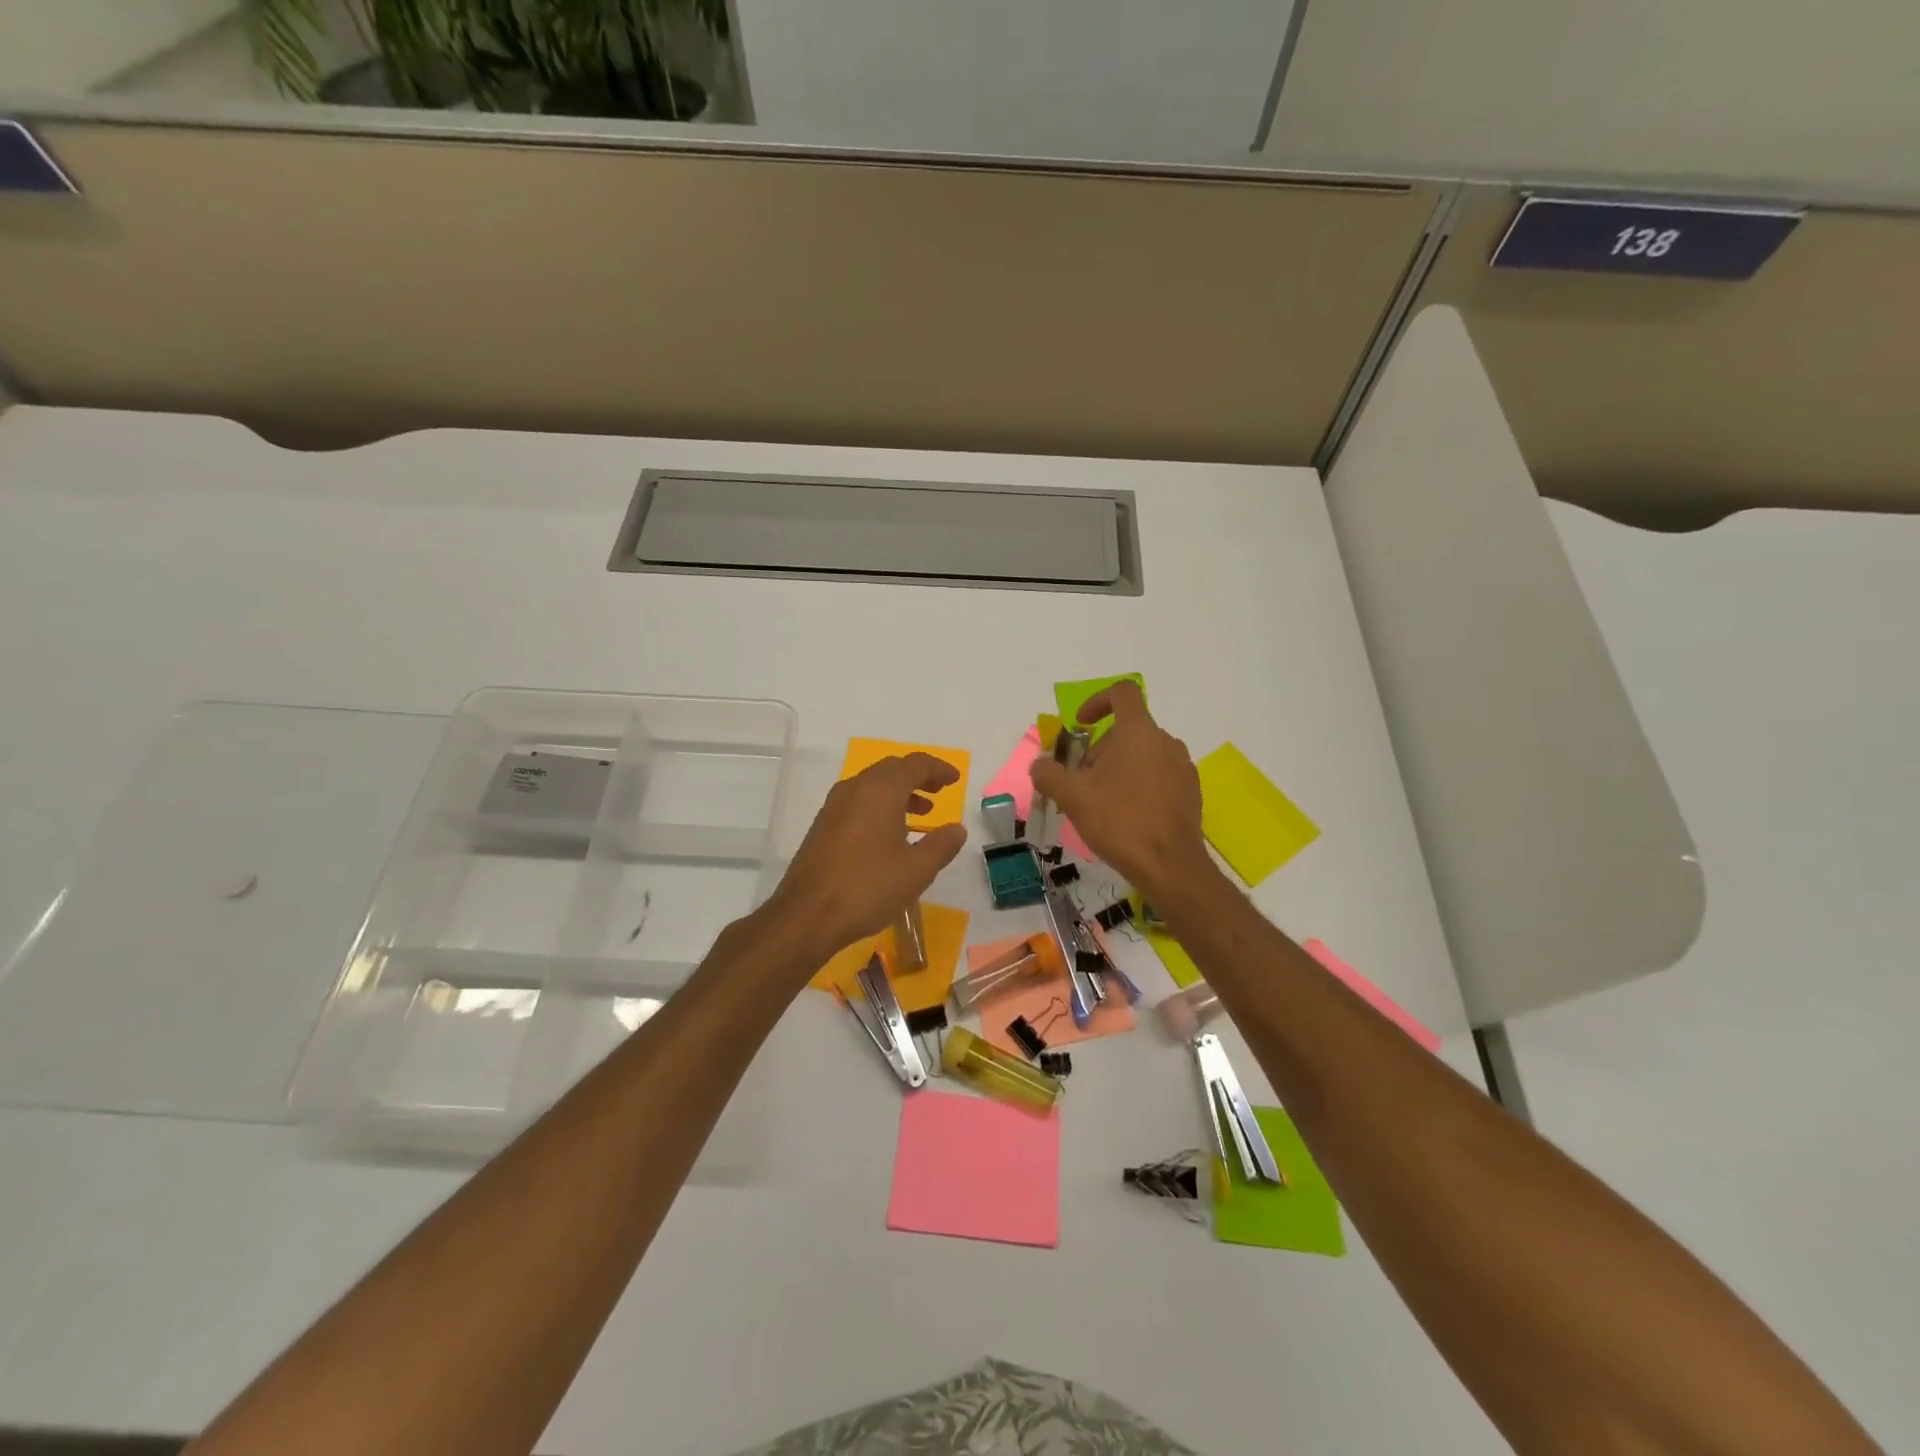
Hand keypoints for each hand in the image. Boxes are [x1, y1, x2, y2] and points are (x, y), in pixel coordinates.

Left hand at [764, 753, 967, 962]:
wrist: (807, 916)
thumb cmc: (868, 888)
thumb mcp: (917, 870)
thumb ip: (941, 845)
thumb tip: (957, 829)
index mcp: (880, 791)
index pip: (915, 764)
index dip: (938, 768)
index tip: (955, 779)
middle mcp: (855, 789)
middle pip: (891, 769)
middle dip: (918, 776)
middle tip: (939, 791)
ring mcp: (834, 807)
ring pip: (872, 785)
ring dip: (899, 792)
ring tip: (921, 813)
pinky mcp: (822, 826)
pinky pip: (858, 802)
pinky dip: (880, 805)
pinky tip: (889, 834)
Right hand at [1029, 681, 1210, 902]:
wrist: (1170, 866)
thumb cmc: (1120, 821)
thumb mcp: (1073, 797)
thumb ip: (1049, 774)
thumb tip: (1039, 765)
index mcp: (1139, 732)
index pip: (1122, 693)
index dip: (1097, 701)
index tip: (1080, 726)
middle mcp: (1166, 742)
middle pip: (1128, 729)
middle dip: (1100, 748)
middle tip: (1082, 780)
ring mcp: (1182, 767)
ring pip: (1143, 754)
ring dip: (1118, 767)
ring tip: (1101, 801)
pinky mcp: (1190, 792)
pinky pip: (1159, 775)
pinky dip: (1138, 783)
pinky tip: (1126, 815)